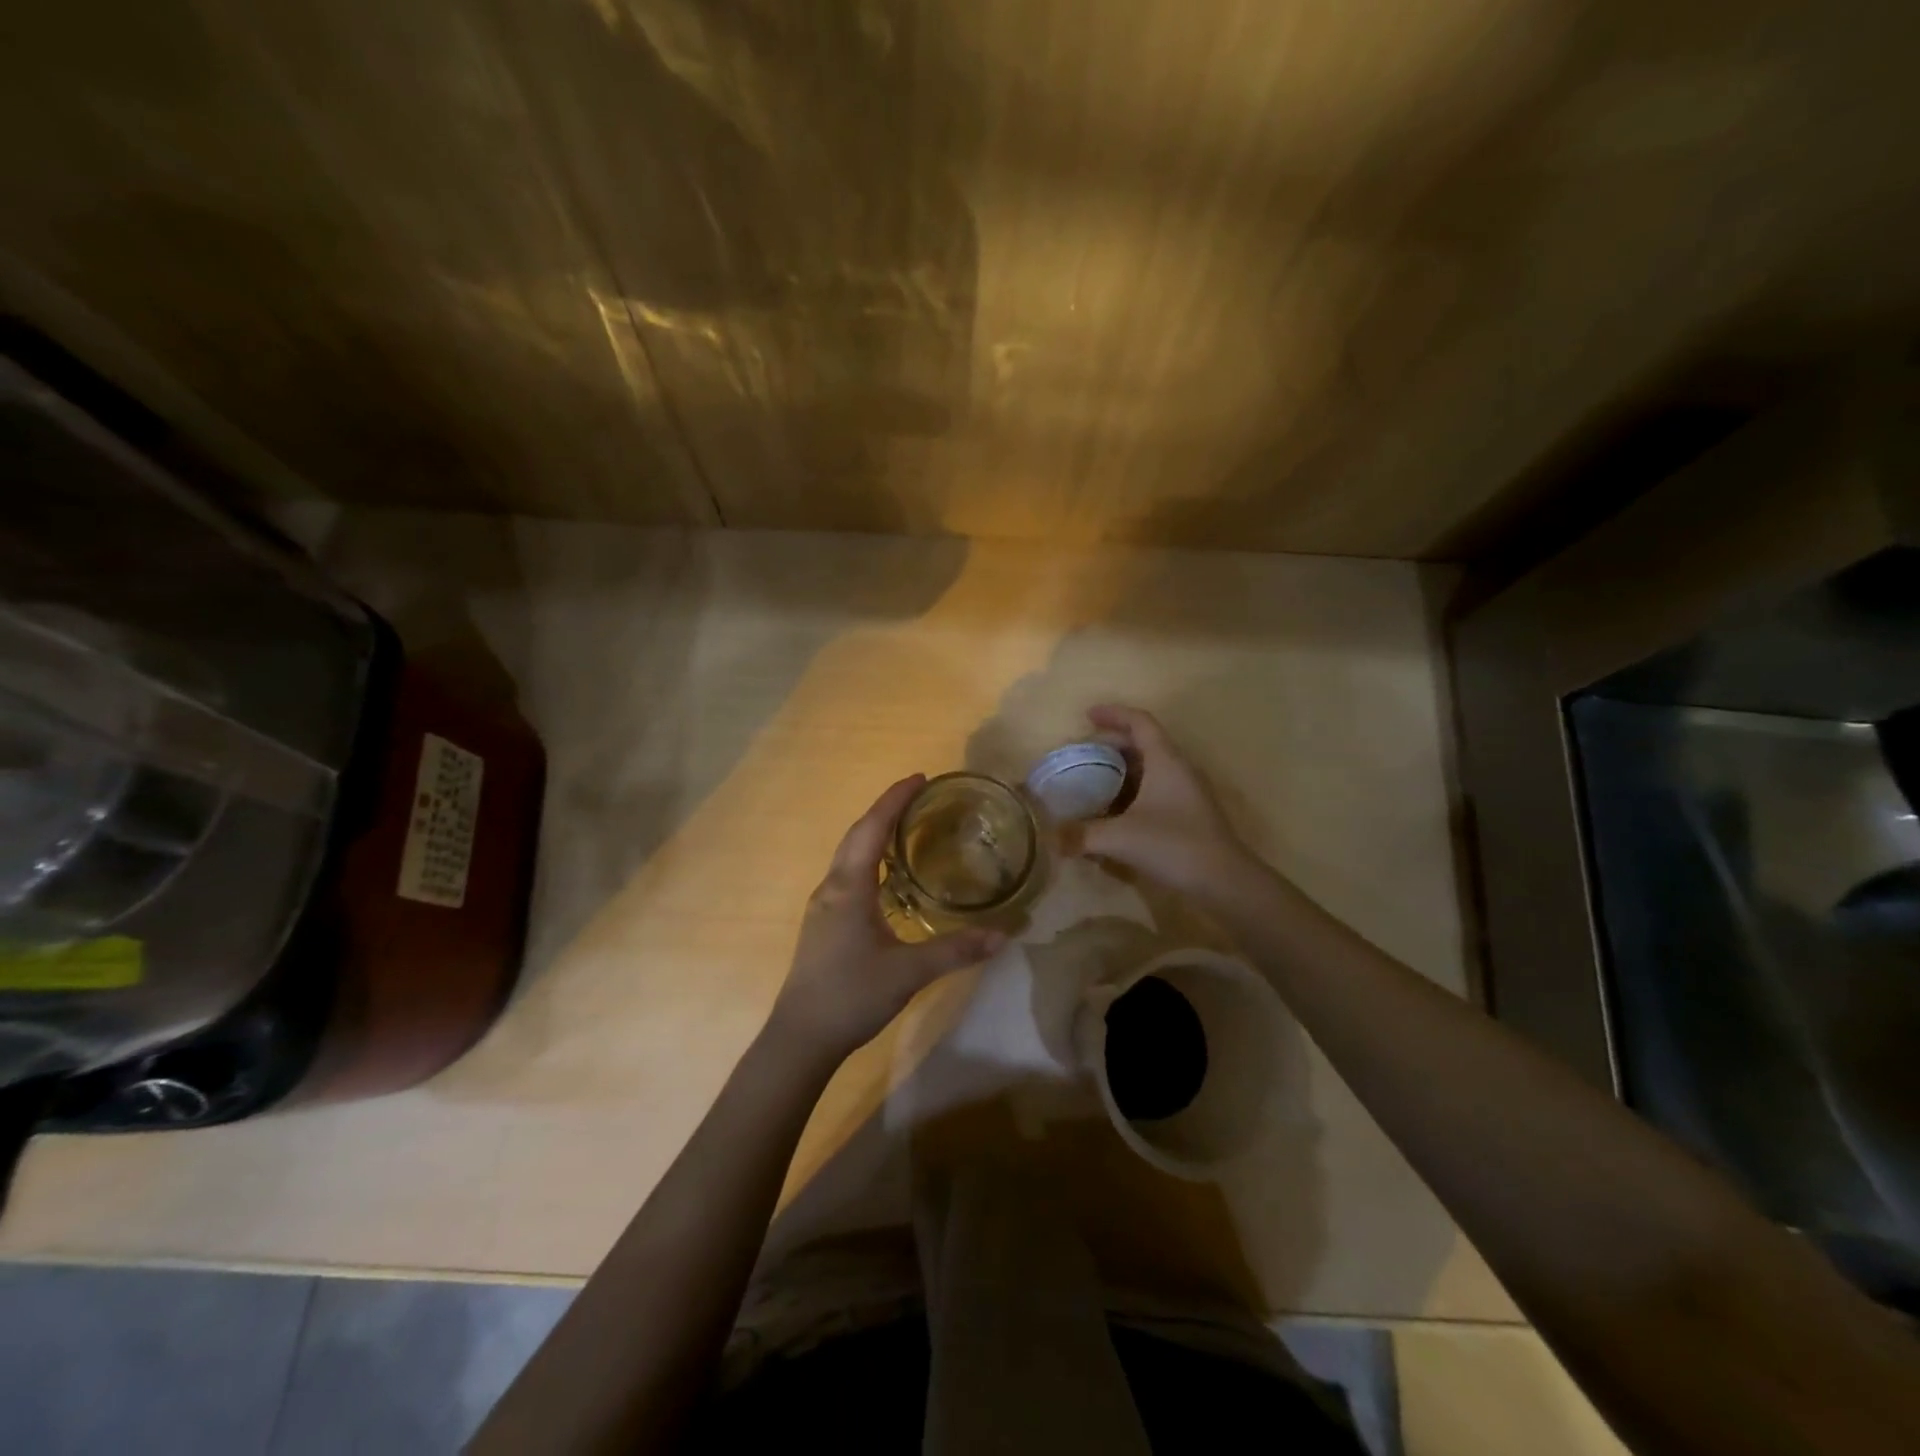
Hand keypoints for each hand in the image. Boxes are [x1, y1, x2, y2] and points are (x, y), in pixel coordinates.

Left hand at [769, 775, 1004, 1062]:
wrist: (801, 1037)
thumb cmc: (851, 995)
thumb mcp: (909, 972)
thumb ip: (956, 951)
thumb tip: (1003, 934)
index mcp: (849, 887)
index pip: (872, 828)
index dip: (894, 800)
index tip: (919, 778)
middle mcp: (832, 887)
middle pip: (857, 835)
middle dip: (886, 810)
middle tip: (919, 796)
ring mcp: (823, 906)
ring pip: (849, 855)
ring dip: (875, 834)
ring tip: (907, 827)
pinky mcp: (824, 924)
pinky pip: (849, 875)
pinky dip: (869, 859)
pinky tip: (888, 876)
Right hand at [1074, 704, 1261, 897]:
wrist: (1224, 881)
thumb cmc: (1174, 845)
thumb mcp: (1120, 838)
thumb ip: (1081, 835)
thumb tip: (1050, 837)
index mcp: (1165, 760)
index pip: (1140, 722)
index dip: (1114, 714)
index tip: (1087, 715)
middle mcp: (1178, 769)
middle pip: (1144, 743)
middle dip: (1112, 743)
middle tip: (1084, 751)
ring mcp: (1186, 792)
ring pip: (1151, 767)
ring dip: (1123, 768)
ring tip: (1094, 778)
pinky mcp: (1189, 814)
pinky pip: (1156, 789)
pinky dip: (1133, 790)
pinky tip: (1115, 811)